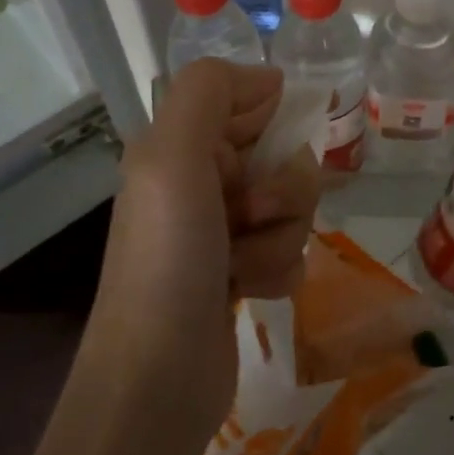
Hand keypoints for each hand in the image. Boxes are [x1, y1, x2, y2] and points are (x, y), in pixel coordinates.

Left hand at [86, 59, 319, 445]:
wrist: (159, 375)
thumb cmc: (168, 258)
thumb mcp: (172, 155)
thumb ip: (210, 92)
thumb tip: (270, 79)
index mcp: (180, 146)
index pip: (252, 103)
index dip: (272, 126)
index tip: (266, 157)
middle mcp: (201, 182)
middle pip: (284, 158)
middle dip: (282, 191)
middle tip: (248, 217)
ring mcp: (223, 230)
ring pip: (294, 207)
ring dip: (281, 237)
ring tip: (243, 267)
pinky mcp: (242, 273)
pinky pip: (291, 250)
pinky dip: (279, 270)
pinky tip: (251, 292)